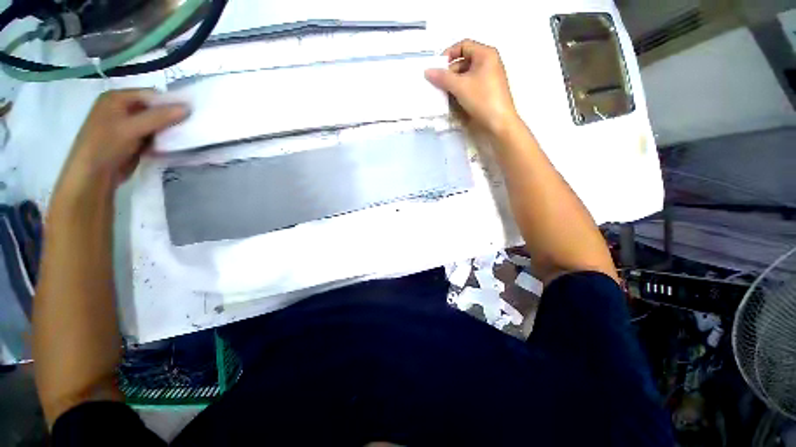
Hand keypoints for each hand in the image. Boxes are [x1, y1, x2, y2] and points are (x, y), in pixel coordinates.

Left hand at [57, 89, 187, 197]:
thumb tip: (187, 108)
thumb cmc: (106, 146)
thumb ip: (159, 117)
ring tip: (183, 136)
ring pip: (154, 123)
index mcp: (116, 98)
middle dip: (169, 117)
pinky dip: (162, 139)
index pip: (150, 95)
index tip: (188, 114)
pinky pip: (152, 135)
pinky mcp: (132, 140)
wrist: (94, 176)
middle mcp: (121, 108)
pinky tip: (171, 144)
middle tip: (188, 126)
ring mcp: (126, 125)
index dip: (169, 102)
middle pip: (153, 109)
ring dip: (167, 130)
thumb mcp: (132, 128)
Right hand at [425, 39, 520, 136]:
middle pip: (464, 60)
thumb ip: (443, 77)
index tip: (437, 68)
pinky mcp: (488, 90)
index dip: (448, 54)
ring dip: (454, 82)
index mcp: (485, 54)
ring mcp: (489, 77)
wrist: (499, 122)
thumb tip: (427, 71)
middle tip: (439, 84)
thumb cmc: (482, 99)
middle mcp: (489, 62)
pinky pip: (471, 84)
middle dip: (450, 71)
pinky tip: (454, 99)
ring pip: (467, 74)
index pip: (463, 46)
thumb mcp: (460, 86)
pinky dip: (461, 89)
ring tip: (445, 93)